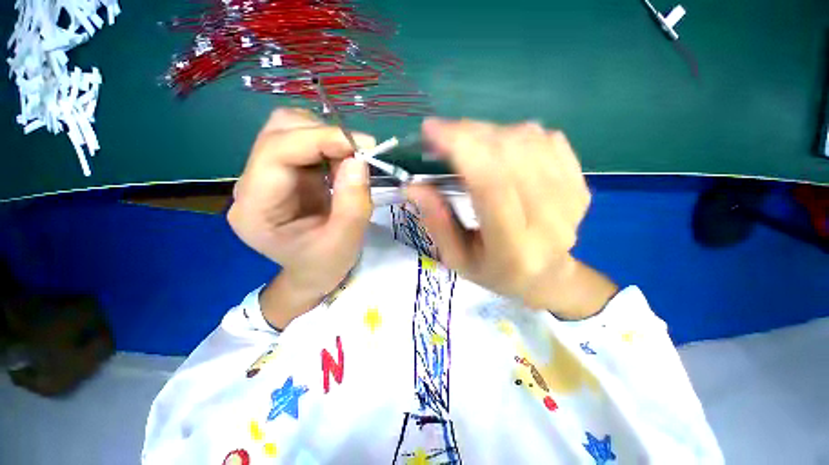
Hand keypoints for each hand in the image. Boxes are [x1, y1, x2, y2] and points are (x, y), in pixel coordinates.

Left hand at [228, 108, 374, 326]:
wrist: (313, 273)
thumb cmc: (325, 265)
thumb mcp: (345, 242)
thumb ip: (353, 204)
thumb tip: (358, 160)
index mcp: (255, 208)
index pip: (276, 153)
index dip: (319, 139)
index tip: (361, 145)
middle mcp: (252, 185)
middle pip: (278, 131)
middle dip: (323, 135)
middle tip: (359, 154)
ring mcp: (266, 176)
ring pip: (290, 130)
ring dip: (327, 138)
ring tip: (351, 163)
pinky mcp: (284, 173)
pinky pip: (304, 143)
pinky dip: (329, 147)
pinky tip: (342, 166)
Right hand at [406, 118, 616, 318]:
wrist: (546, 276)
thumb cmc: (495, 272)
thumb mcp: (457, 258)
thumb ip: (437, 223)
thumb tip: (413, 186)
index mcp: (514, 247)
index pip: (490, 185)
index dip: (461, 149)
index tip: (432, 130)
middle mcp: (549, 220)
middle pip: (510, 155)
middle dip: (469, 134)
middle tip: (443, 135)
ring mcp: (571, 198)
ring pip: (529, 141)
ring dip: (490, 133)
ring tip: (470, 146)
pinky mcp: (580, 184)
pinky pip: (548, 140)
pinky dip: (517, 135)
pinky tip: (502, 150)